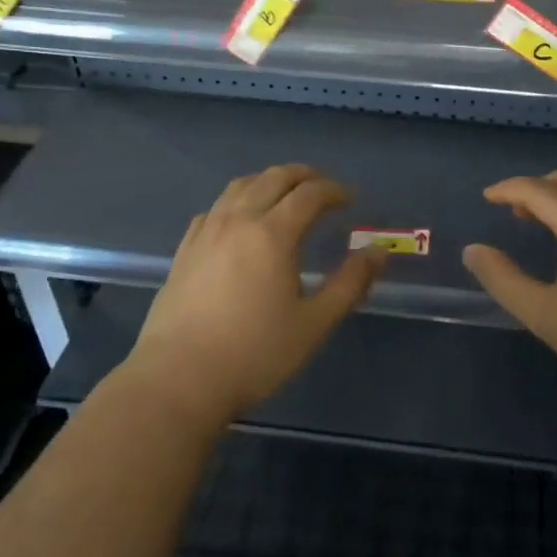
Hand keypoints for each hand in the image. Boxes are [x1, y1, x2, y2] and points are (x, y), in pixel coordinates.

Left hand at [128, 164, 383, 429]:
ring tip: (286, 194)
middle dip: (304, 176)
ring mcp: (207, 231)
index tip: (350, 200)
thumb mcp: (314, 323)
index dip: (335, 191)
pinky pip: (216, 207)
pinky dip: (238, 200)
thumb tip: (378, 253)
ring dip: (270, 181)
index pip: (310, 193)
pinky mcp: (185, 248)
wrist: (178, 379)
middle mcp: (239, 220)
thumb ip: (350, 284)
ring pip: (241, 186)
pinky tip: (241, 220)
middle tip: (324, 189)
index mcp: (273, 233)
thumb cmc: (254, 354)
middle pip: (274, 178)